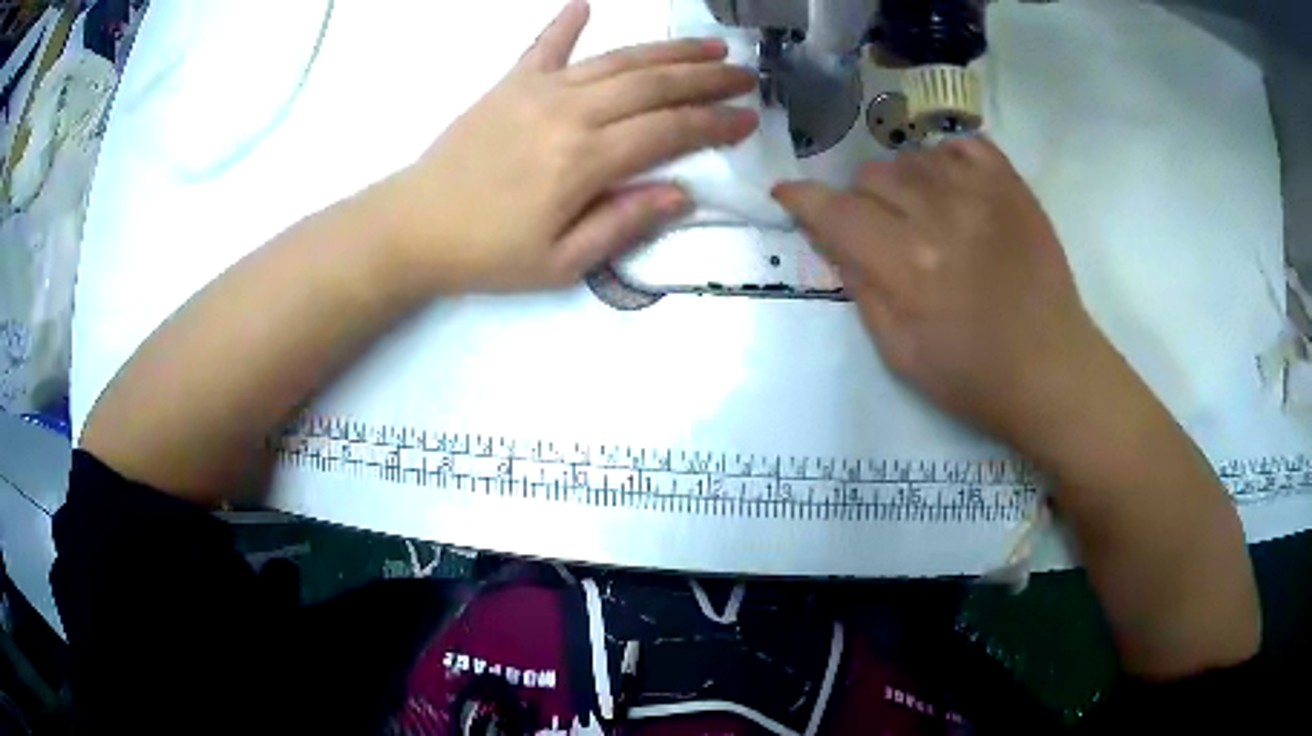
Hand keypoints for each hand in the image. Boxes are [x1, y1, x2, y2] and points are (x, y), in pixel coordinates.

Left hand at [374, 0, 758, 292]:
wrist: (412, 227)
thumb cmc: (487, 254)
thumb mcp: (561, 263)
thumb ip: (623, 224)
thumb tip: (681, 194)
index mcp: (585, 160)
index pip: (669, 130)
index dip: (715, 123)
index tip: (748, 119)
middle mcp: (570, 112)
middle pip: (654, 84)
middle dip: (707, 79)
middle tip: (745, 76)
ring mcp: (538, 90)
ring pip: (617, 60)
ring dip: (668, 50)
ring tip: (708, 47)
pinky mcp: (510, 84)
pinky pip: (544, 45)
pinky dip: (566, 22)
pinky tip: (584, 4)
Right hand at [773, 138, 1111, 447]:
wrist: (1052, 368)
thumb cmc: (973, 376)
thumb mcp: (899, 353)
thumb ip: (860, 287)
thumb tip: (831, 237)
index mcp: (908, 267)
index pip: (836, 211)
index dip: (803, 198)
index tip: (789, 194)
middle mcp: (941, 216)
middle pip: (872, 175)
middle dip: (861, 200)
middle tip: (879, 230)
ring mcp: (982, 193)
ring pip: (912, 157)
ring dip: (904, 182)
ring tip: (921, 213)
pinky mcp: (1013, 186)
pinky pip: (962, 144)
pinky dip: (946, 159)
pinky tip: (951, 187)